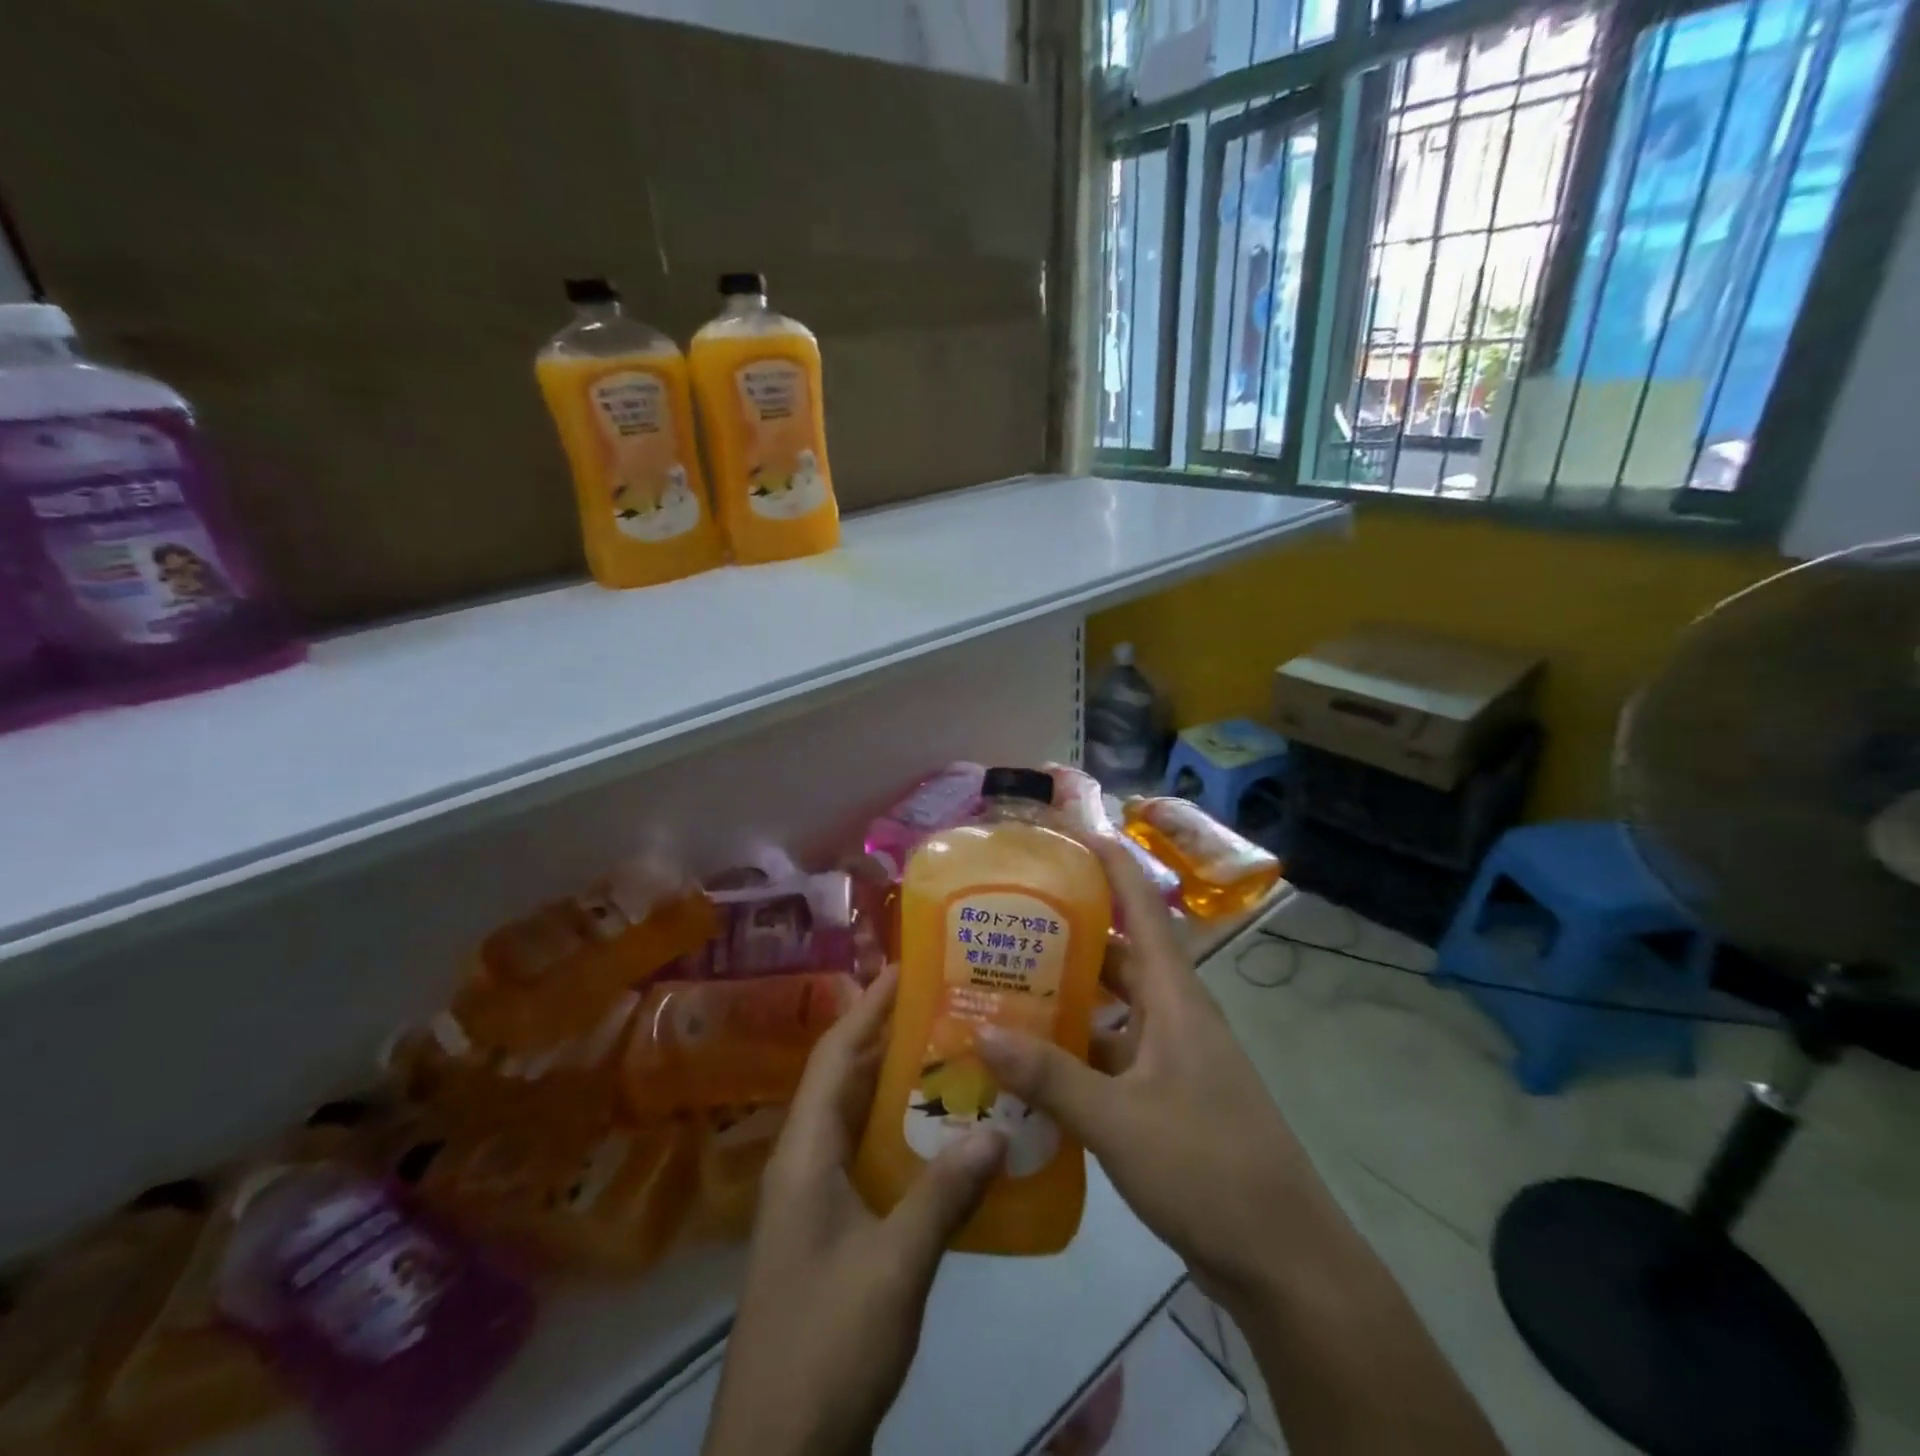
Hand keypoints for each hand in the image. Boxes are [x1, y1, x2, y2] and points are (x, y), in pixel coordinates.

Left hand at [703, 968, 1006, 1455]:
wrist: (776, 1454)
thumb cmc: (826, 1342)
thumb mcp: (894, 1265)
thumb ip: (945, 1193)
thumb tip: (998, 1128)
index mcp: (805, 1151)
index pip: (836, 1053)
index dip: (869, 1006)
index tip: (906, 967)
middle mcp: (804, 1161)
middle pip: (847, 1078)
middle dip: (891, 1037)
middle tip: (949, 1006)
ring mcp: (815, 1198)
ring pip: (859, 1119)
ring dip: (900, 1086)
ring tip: (956, 1057)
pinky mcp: (831, 1229)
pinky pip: (868, 1159)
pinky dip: (902, 1136)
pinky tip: (946, 1140)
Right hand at [978, 840, 1506, 1454]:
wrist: (1283, 1260)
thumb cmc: (1209, 1168)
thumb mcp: (1120, 1121)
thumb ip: (1051, 1076)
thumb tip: (982, 1034)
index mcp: (1174, 998)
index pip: (1143, 908)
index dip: (1111, 863)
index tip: (1069, 832)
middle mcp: (1173, 1015)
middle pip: (1117, 955)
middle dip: (1067, 933)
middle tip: (1005, 921)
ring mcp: (1170, 1058)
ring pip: (1110, 1008)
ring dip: (1065, 998)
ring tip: (1002, 988)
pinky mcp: (1164, 1097)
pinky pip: (1110, 1055)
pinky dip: (1073, 1052)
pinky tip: (1028, 1064)